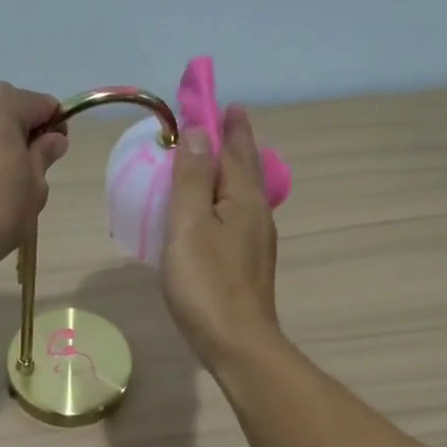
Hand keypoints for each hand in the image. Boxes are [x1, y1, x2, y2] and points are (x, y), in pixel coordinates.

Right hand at [162, 105, 281, 368]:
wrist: (236, 344)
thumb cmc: (207, 283)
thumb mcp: (189, 225)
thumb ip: (191, 178)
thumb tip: (197, 132)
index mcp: (243, 199)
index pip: (235, 151)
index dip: (227, 126)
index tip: (225, 102)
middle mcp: (257, 215)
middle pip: (247, 170)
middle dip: (237, 144)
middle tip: (229, 121)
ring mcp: (256, 243)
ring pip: (245, 195)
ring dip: (233, 172)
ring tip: (220, 160)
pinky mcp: (248, 266)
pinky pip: (238, 218)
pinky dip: (227, 201)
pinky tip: (218, 213)